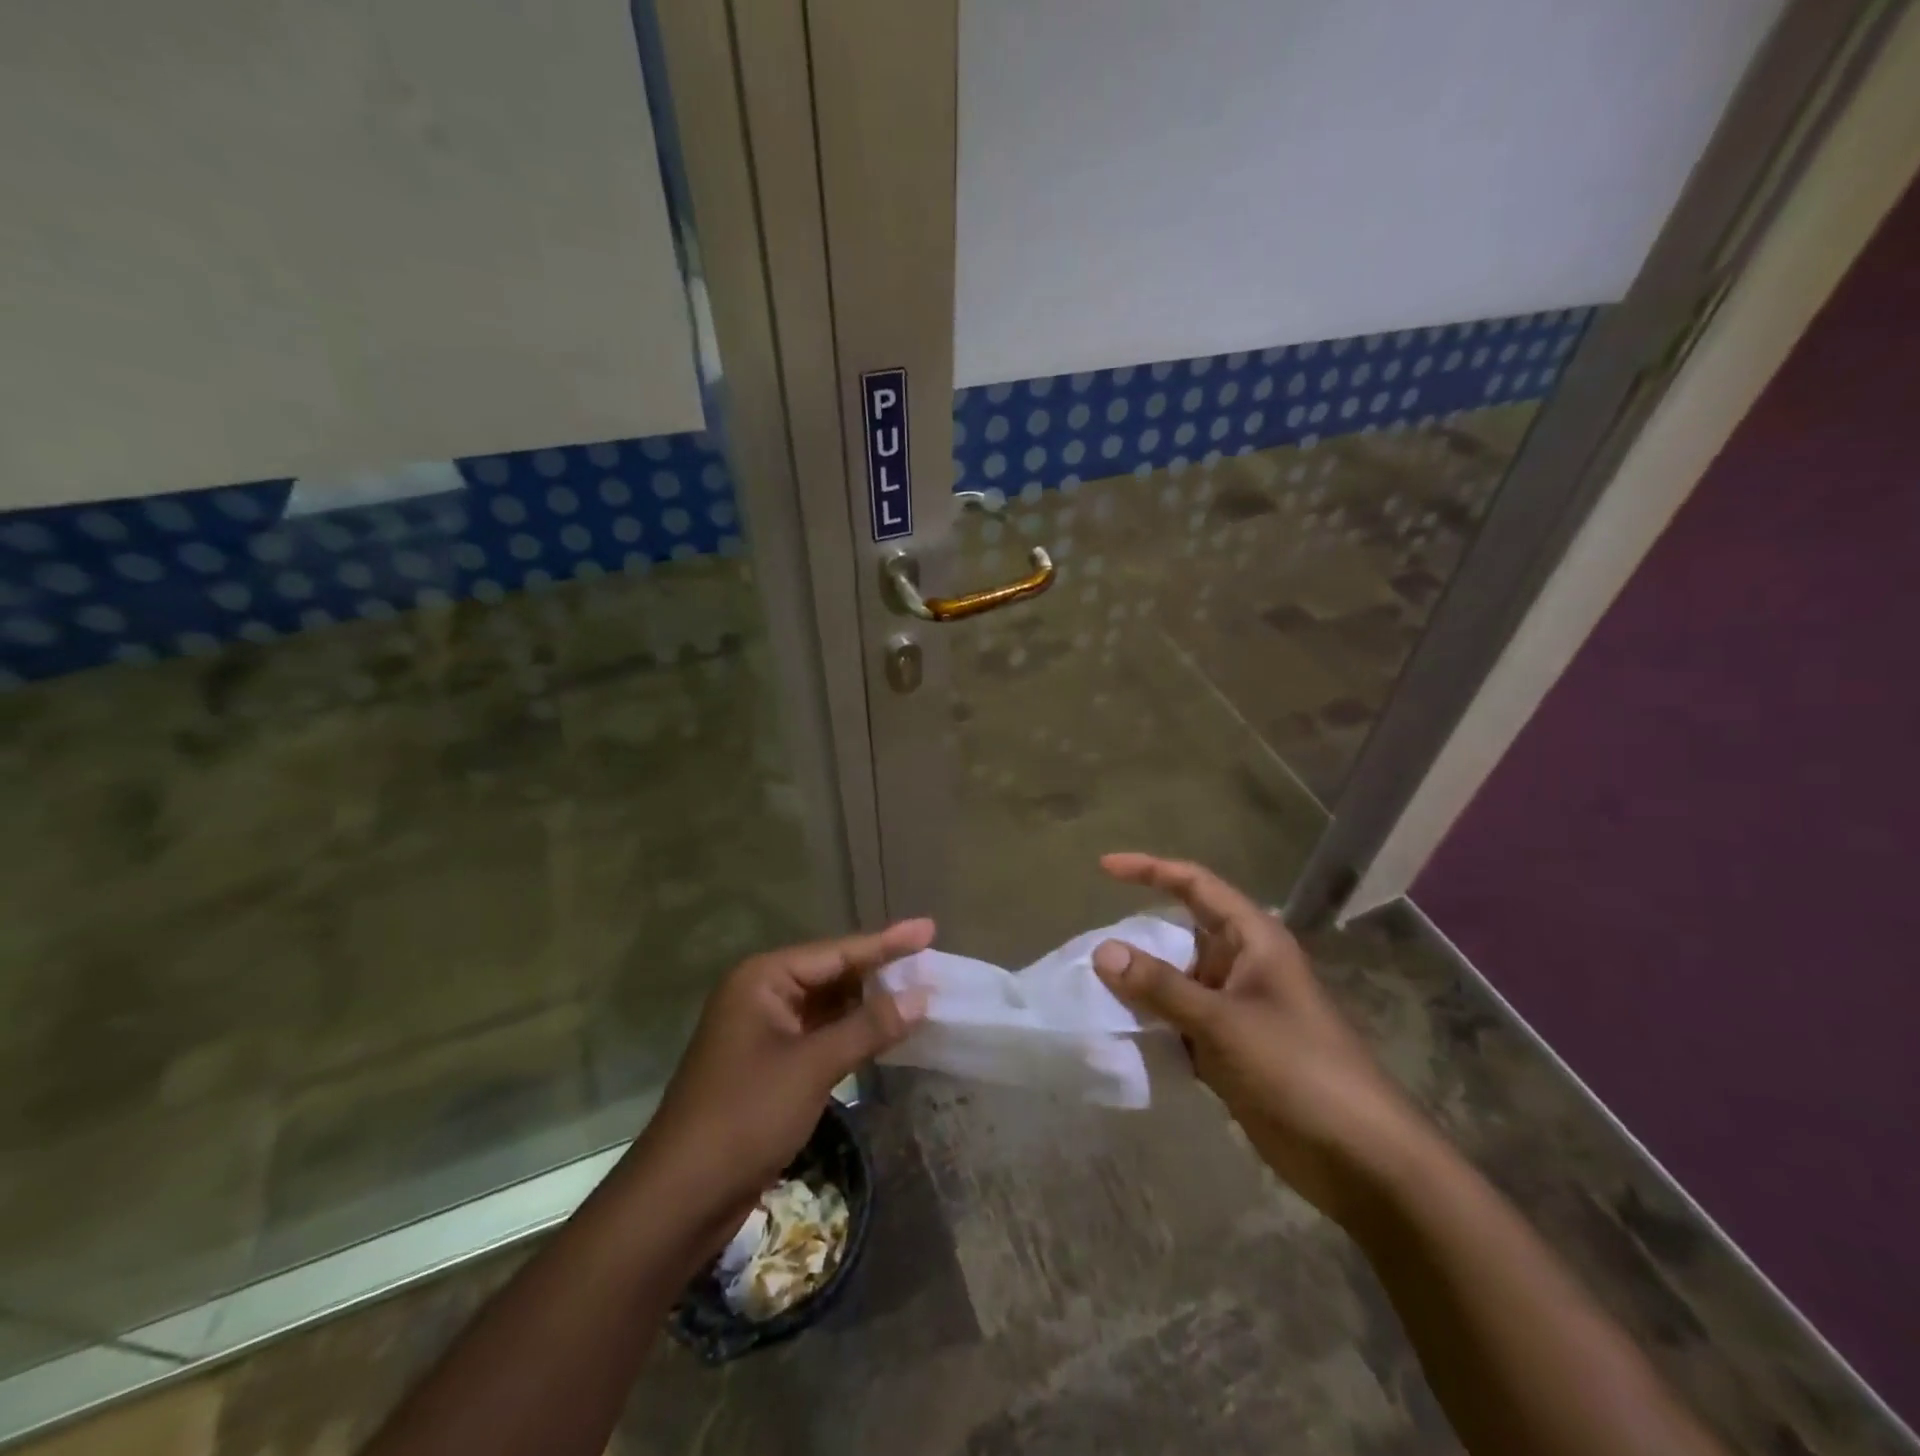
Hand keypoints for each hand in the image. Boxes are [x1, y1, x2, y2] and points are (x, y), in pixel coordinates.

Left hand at [632, 920, 933, 1229]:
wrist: (681, 1197)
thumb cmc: (745, 1116)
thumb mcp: (812, 1066)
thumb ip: (868, 1027)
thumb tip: (922, 996)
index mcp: (763, 979)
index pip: (837, 952)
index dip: (887, 942)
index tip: (929, 928)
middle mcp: (762, 994)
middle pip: (833, 973)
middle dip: (880, 972)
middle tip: (931, 963)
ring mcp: (764, 1030)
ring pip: (828, 1006)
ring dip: (869, 1004)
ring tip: (920, 992)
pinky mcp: (770, 1064)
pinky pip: (820, 1034)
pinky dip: (853, 1033)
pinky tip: (886, 1031)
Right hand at [1091, 853, 1428, 1224]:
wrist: (1360, 1158)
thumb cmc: (1298, 1069)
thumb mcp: (1223, 1022)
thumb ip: (1161, 987)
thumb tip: (1102, 951)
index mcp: (1253, 940)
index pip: (1195, 885)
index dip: (1150, 870)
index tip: (1104, 868)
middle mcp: (1242, 966)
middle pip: (1180, 935)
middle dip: (1137, 939)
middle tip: (1088, 951)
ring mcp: (1237, 1009)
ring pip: (1176, 983)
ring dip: (1140, 986)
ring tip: (1092, 990)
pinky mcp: (1231, 1050)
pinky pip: (1180, 1023)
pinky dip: (1153, 1025)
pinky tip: (1120, 1034)